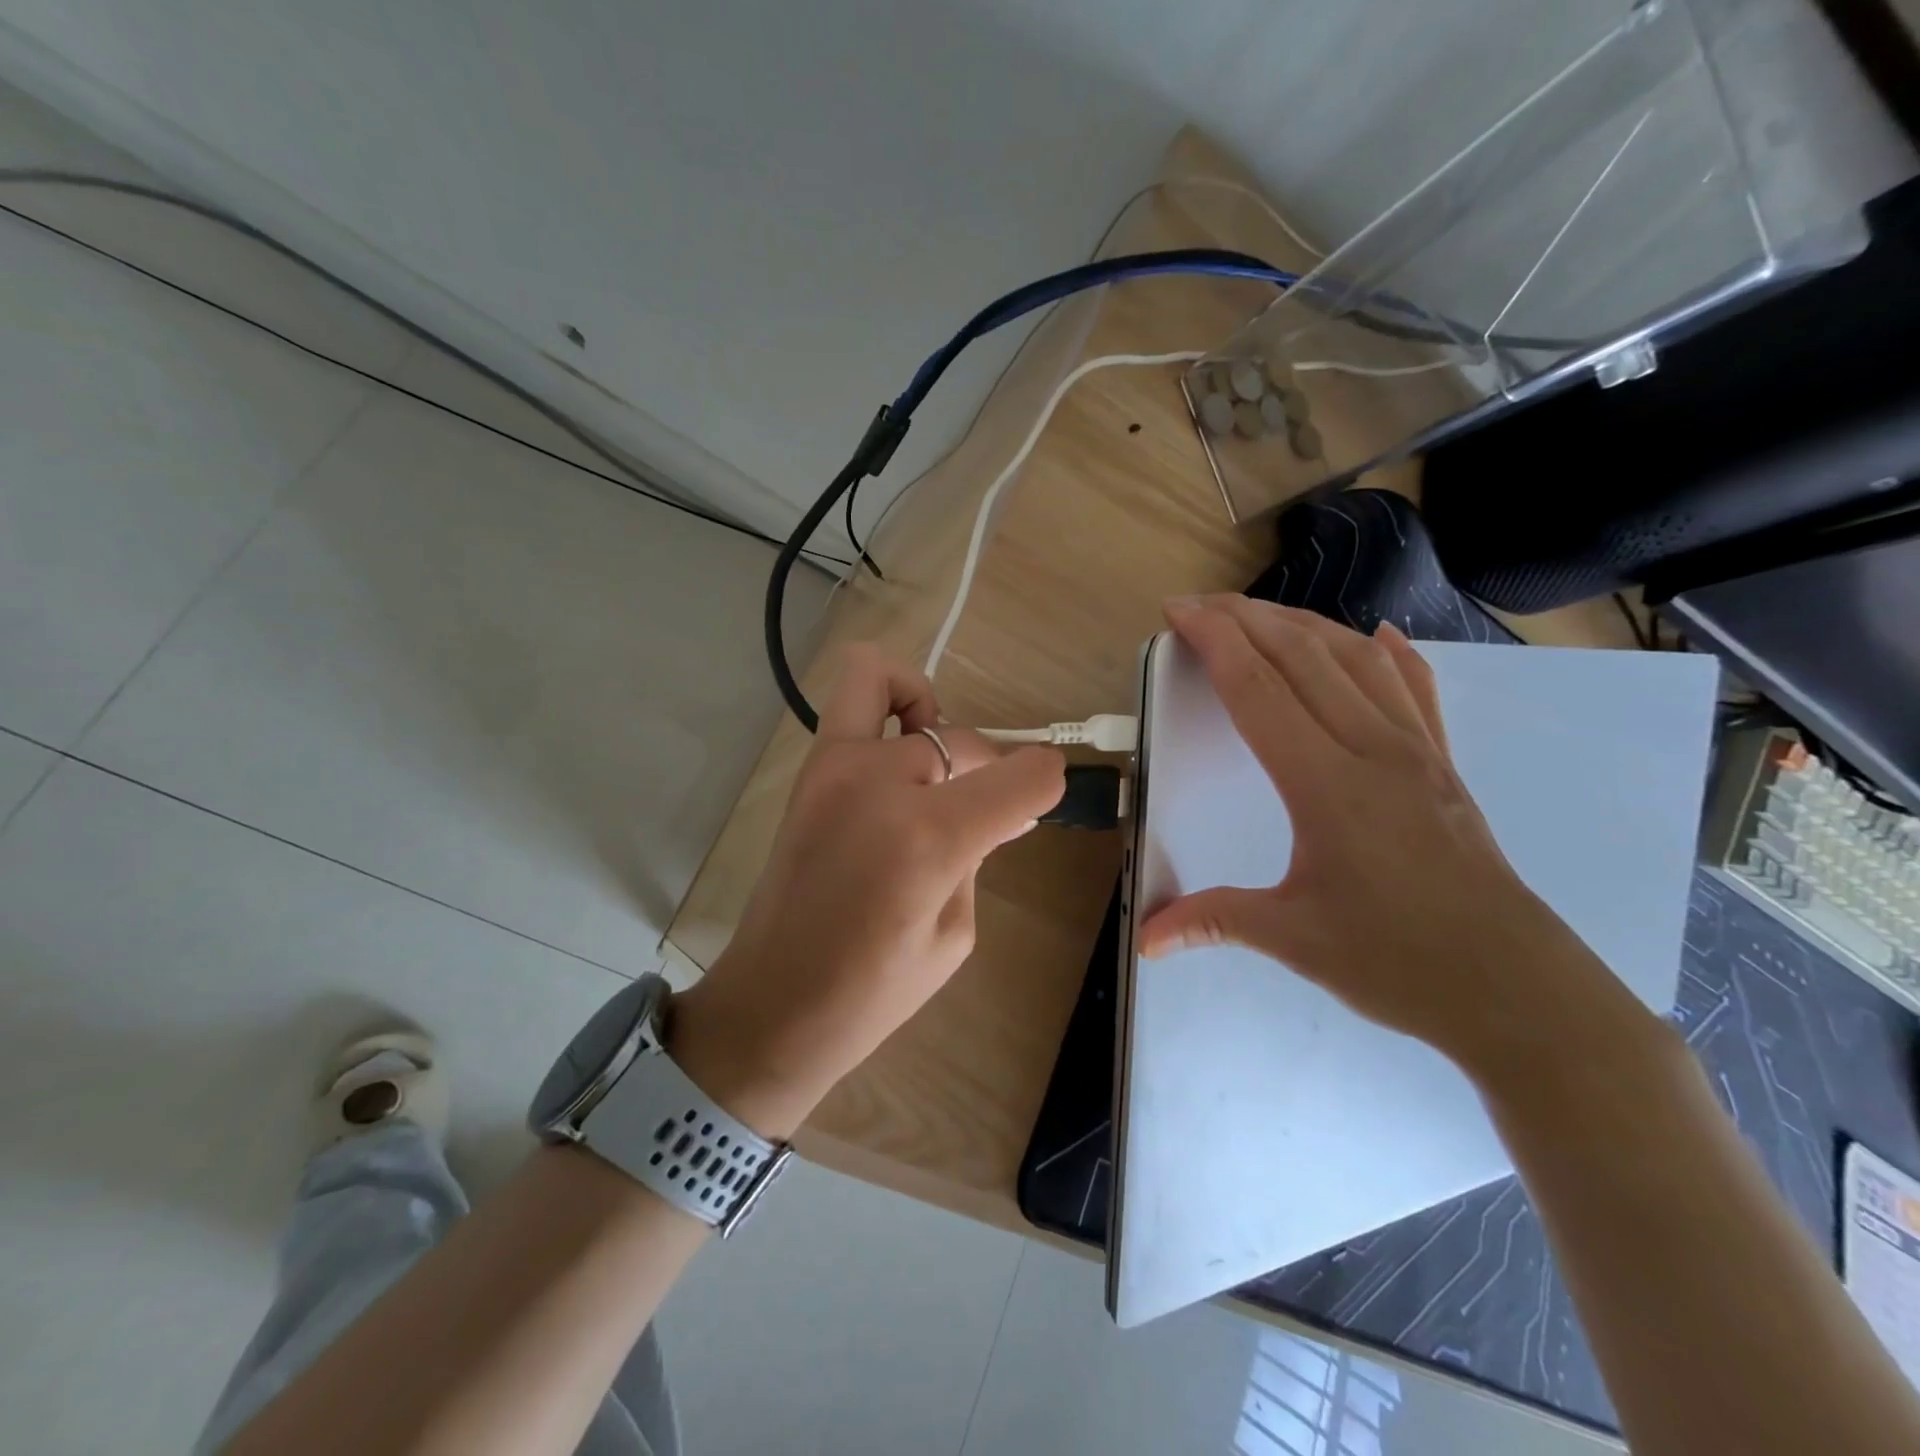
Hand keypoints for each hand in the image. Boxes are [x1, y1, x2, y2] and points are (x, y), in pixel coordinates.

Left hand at [670, 645, 1064, 1137]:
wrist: (773, 1003)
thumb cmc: (873, 992)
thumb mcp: (954, 932)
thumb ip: (979, 854)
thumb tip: (1009, 811)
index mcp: (930, 836)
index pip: (1021, 775)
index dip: (1046, 781)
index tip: (1042, 798)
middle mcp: (880, 781)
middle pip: (965, 738)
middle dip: (988, 769)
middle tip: (979, 814)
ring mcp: (833, 765)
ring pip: (889, 682)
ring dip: (925, 714)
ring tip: (929, 767)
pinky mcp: (809, 770)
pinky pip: (852, 701)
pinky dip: (886, 709)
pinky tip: (896, 763)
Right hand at [1139, 595, 1641, 1077]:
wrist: (1517, 991)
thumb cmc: (1399, 962)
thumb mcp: (1293, 939)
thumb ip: (1213, 920)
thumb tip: (1146, 938)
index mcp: (1326, 784)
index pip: (1259, 689)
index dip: (1215, 641)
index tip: (1179, 611)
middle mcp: (1372, 749)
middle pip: (1302, 657)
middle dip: (1245, 618)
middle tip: (1198, 603)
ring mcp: (1417, 752)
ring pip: (1356, 660)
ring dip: (1304, 624)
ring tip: (1260, 612)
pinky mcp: (1444, 766)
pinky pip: (1415, 690)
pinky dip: (1392, 654)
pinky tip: (1378, 634)